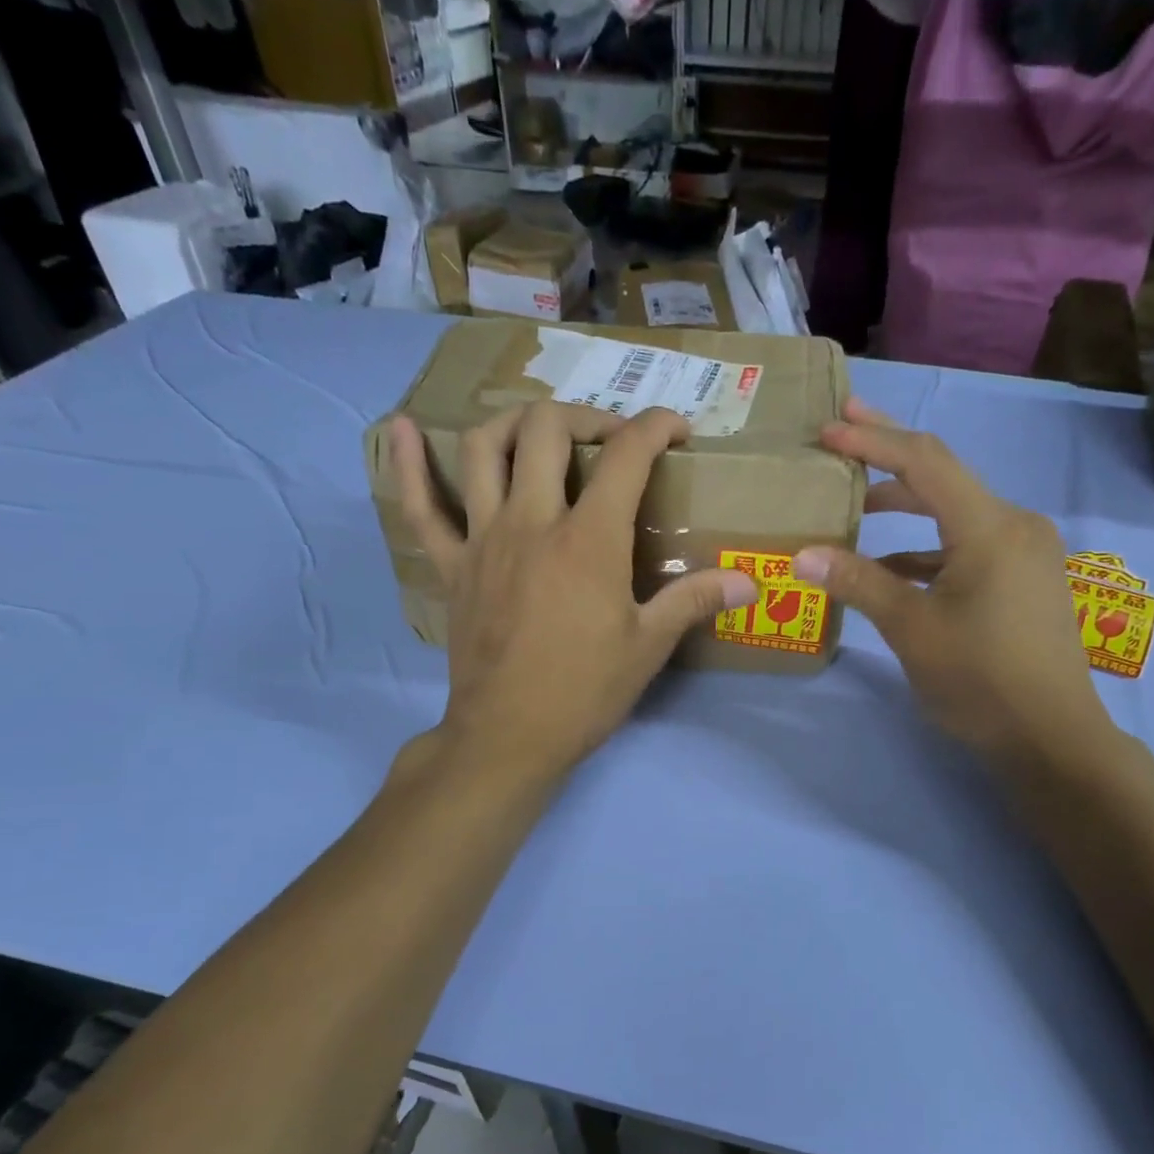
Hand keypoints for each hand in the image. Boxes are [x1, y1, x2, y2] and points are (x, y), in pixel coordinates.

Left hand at [390, 401, 757, 783]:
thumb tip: (752, 583)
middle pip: (546, 429)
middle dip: (585, 417)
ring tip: (538, 433)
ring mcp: (483, 539)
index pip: (625, 455)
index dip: (656, 427)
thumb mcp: (648, 647)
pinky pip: (421, 506)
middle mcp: (532, 521)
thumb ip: (696, 600)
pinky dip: (408, 465)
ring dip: (513, 423)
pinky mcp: (451, 565)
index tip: (678, 431)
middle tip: (609, 441)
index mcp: (588, 540)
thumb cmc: (585, 691)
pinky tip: (401, 428)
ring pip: (483, 448)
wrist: (509, 736)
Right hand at [790, 400, 1113, 768]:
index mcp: (990, 526)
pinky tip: (893, 568)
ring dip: (906, 509)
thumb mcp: (911, 628)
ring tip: (857, 507)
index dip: (873, 440)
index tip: (828, 429)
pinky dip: (928, 549)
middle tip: (842, 433)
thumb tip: (802, 555)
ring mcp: (1025, 552)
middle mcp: (1015, 524)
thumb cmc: (980, 679)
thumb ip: (859, 583)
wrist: (1051, 737)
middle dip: (889, 456)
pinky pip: (969, 546)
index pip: (924, 462)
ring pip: (955, 514)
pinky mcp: (1025, 578)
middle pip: (943, 477)